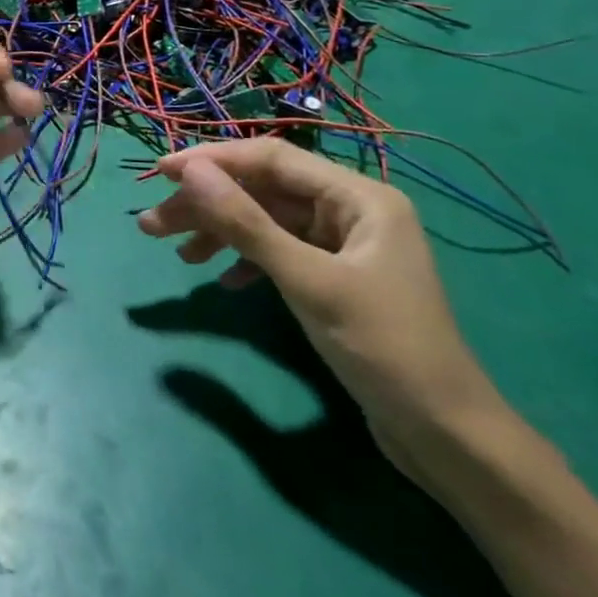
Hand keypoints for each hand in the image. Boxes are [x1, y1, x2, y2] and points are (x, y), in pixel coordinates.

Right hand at [136, 139, 509, 479]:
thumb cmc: (382, 348)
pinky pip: (279, 251)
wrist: (445, 437)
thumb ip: (245, 224)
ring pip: (266, 221)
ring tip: (176, 255)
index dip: (212, 161)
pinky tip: (222, 281)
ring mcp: (343, 245)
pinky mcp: (334, 277)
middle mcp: (351, 210)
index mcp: (358, 197)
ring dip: (220, 233)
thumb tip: (188, 171)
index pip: (271, 159)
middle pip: (263, 190)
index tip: (160, 173)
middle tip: (151, 224)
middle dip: (208, 204)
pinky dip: (247, 261)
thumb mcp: (307, 282)